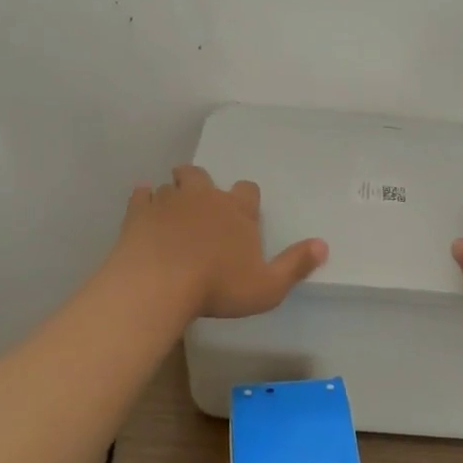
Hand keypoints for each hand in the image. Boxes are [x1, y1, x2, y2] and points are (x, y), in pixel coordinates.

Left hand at [117, 165, 327, 318]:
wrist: (159, 284)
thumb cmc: (218, 286)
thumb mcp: (268, 286)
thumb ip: (295, 265)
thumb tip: (323, 245)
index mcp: (237, 210)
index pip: (247, 191)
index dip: (245, 200)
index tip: (241, 214)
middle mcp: (204, 197)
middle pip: (203, 176)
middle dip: (202, 184)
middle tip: (201, 201)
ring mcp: (169, 201)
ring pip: (172, 184)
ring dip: (173, 193)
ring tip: (172, 209)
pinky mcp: (139, 212)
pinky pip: (141, 195)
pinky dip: (143, 198)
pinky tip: (143, 207)